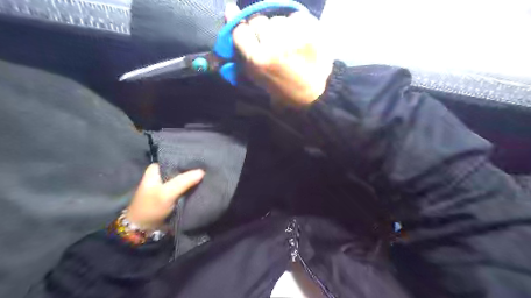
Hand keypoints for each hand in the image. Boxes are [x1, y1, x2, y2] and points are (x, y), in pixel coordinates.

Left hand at [126, 164, 202, 229]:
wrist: (144, 230)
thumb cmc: (151, 208)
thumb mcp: (167, 193)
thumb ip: (184, 181)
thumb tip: (202, 171)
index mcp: (157, 169)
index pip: (176, 159)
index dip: (189, 161)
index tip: (203, 161)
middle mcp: (163, 174)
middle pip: (181, 169)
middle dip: (193, 171)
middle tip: (208, 168)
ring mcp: (168, 185)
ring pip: (185, 178)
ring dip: (194, 180)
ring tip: (209, 175)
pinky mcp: (174, 194)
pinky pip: (186, 187)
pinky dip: (193, 187)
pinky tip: (203, 185)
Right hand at [227, 2, 330, 106]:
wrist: (309, 94)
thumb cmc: (279, 86)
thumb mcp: (255, 74)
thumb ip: (240, 45)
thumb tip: (229, 9)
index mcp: (257, 59)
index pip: (240, 30)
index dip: (247, 36)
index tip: (254, 43)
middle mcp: (274, 45)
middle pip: (259, 21)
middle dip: (264, 33)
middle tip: (275, 48)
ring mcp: (295, 37)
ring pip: (278, 19)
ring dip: (282, 30)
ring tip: (290, 47)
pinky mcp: (312, 32)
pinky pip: (297, 17)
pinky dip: (298, 27)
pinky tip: (302, 42)